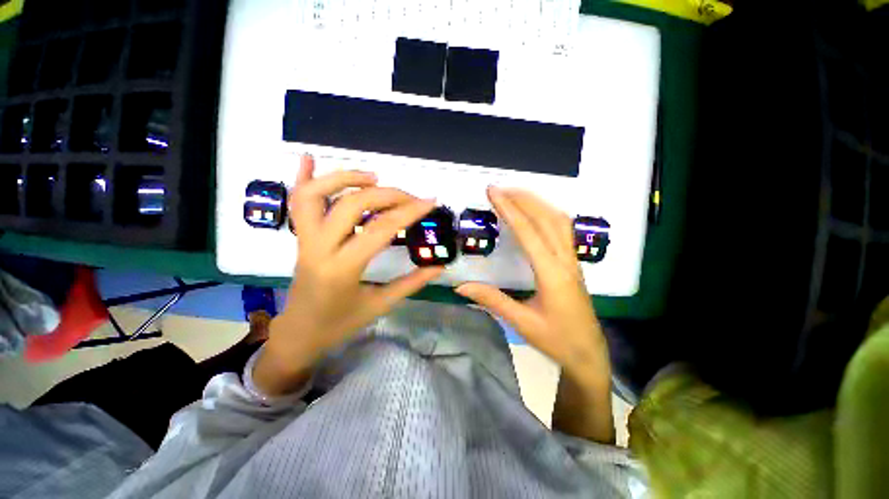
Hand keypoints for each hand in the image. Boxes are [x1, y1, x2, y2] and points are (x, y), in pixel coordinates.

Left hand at [255, 155, 442, 394]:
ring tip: (373, 178)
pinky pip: (296, 202)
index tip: (430, 201)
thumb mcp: (380, 305)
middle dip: (386, 194)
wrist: (299, 333)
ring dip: (345, 178)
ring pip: (315, 195)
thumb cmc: (340, 323)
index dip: (408, 212)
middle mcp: (319, 248)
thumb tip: (439, 267)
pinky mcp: (299, 237)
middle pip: (351, 205)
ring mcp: (304, 240)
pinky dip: (302, 177)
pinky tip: (310, 158)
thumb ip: (411, 283)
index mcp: (343, 269)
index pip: (380, 229)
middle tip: (410, 196)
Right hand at [456, 187, 607, 378]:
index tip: (493, 192)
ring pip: (558, 221)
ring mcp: (572, 260)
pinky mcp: (573, 263)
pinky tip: (536, 212)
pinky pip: (563, 229)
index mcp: (552, 274)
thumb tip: (461, 287)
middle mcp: (565, 261)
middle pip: (546, 219)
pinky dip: (547, 213)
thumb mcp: (522, 323)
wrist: (588, 353)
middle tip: (500, 188)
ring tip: (515, 194)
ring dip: (537, 203)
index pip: (528, 233)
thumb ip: (492, 300)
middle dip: (522, 199)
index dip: (510, 210)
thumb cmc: (556, 340)